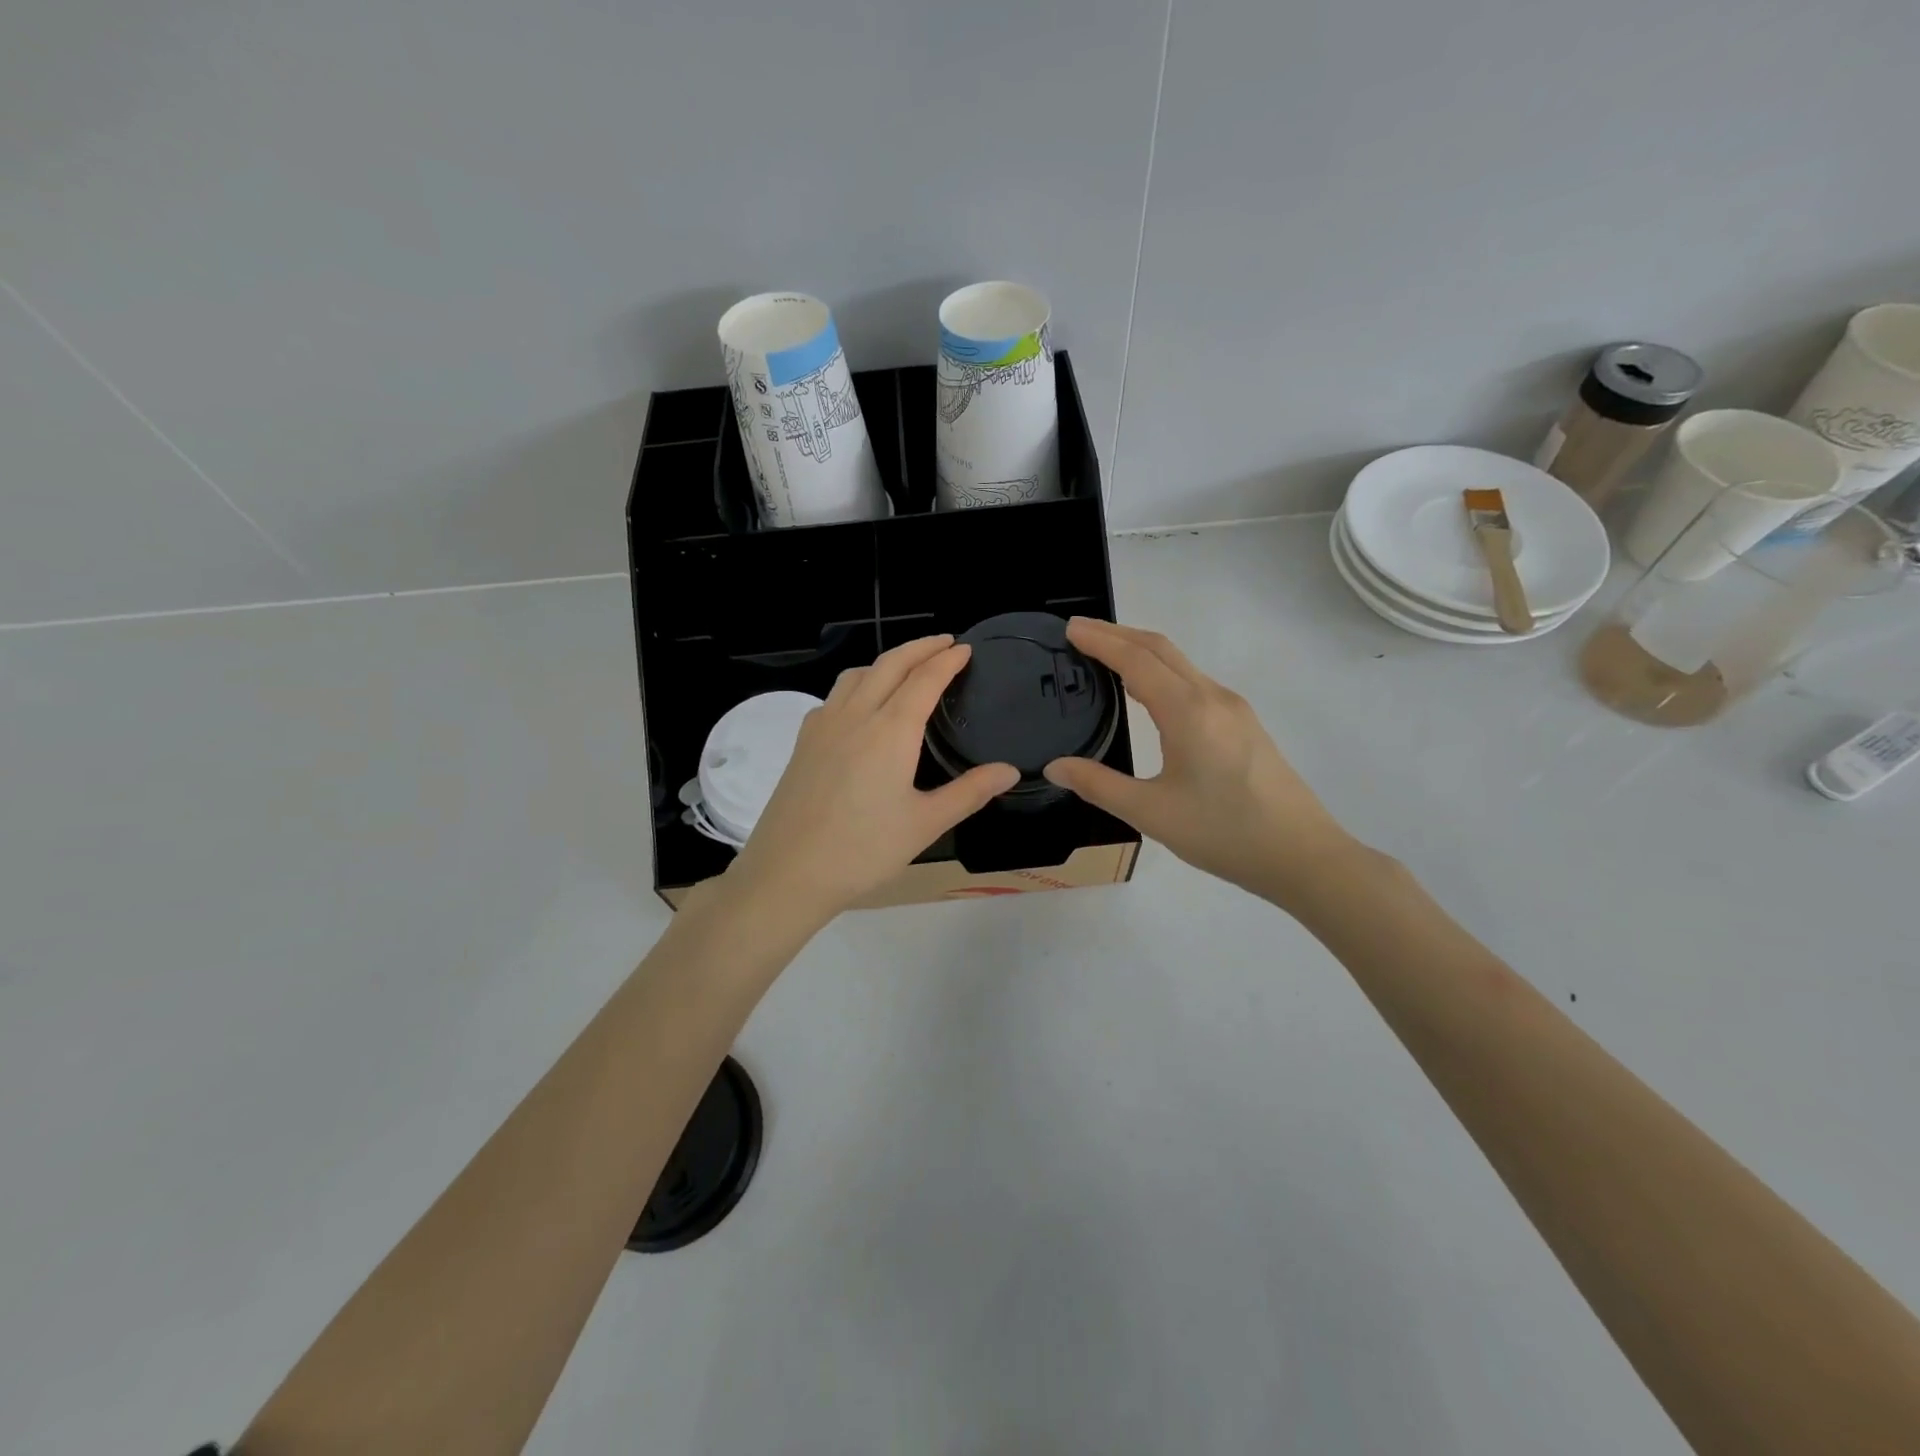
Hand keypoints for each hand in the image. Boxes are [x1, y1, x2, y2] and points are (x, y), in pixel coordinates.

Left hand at [723, 636, 1019, 924]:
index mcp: (890, 731)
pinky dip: (858, 683)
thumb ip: (969, 792)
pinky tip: (862, 706)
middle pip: (889, 664)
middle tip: (944, 643)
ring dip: (887, 661)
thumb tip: (1009, 771)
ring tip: (907, 668)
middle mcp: (855, 715)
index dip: (947, 660)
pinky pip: (835, 696)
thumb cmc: (863, 850)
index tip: (965, 648)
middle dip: (919, 647)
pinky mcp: (803, 742)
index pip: (924, 679)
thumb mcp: (925, 824)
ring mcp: (823, 726)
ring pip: (857, 674)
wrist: (788, 872)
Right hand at [1043, 619, 1357, 905]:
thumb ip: (1099, 785)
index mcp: (1187, 711)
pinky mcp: (1243, 723)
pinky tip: (1148, 692)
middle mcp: (1212, 697)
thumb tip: (1056, 767)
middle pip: (1160, 648)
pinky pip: (1193, 681)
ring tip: (1106, 656)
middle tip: (1080, 633)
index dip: (1100, 640)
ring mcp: (1233, 708)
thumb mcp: (1151, 813)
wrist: (1302, 854)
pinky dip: (1162, 671)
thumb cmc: (1223, 833)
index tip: (1070, 628)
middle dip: (1118, 634)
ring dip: (1141, 651)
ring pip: (1180, 663)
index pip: (1136, 659)